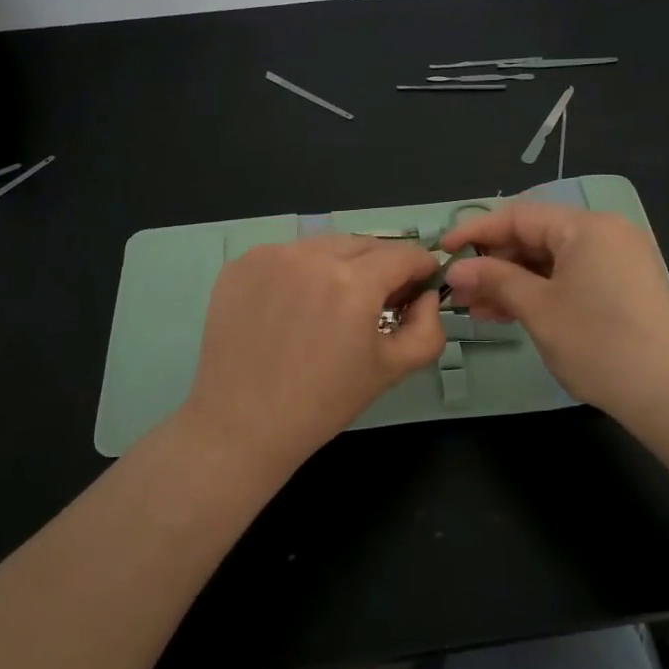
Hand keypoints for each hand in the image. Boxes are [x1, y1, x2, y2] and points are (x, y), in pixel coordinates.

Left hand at [182, 235, 445, 469]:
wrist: (241, 425)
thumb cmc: (323, 402)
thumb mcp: (392, 370)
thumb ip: (428, 327)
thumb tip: (427, 296)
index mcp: (353, 283)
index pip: (404, 254)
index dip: (421, 269)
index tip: (420, 287)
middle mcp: (311, 257)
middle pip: (365, 244)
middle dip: (382, 267)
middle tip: (378, 302)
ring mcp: (270, 256)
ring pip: (324, 245)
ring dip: (341, 265)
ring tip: (332, 305)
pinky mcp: (240, 265)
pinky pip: (287, 255)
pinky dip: (301, 271)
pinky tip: (293, 307)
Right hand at [440, 202, 668, 424]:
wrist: (668, 394)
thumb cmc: (598, 343)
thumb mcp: (538, 309)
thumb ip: (494, 280)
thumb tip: (456, 269)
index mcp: (587, 226)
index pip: (519, 215)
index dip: (476, 231)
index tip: (442, 251)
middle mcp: (606, 233)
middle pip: (536, 236)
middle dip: (494, 262)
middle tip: (459, 290)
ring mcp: (618, 260)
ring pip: (552, 260)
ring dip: (513, 281)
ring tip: (477, 308)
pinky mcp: (623, 287)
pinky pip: (571, 277)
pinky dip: (541, 291)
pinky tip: (511, 313)